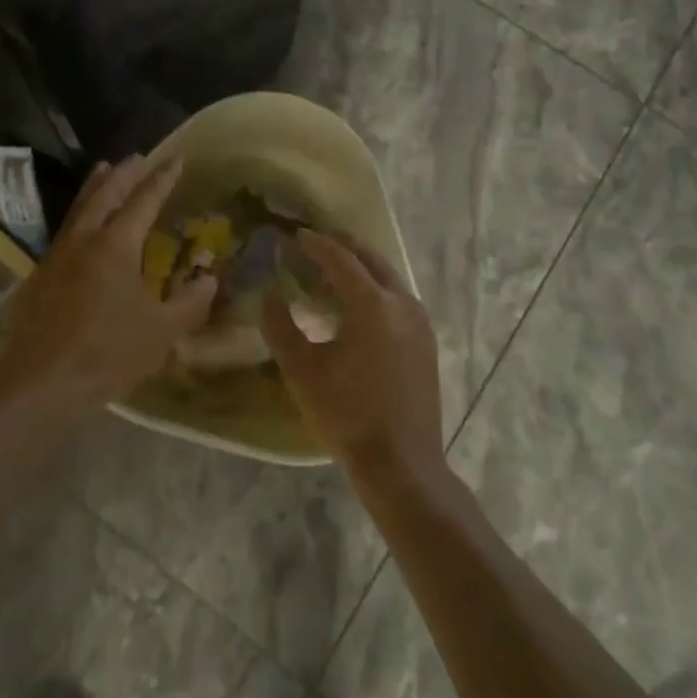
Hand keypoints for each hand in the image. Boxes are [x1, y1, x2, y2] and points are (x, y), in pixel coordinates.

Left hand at [0, 157, 217, 407]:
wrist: (40, 384)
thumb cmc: (107, 354)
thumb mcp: (162, 332)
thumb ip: (190, 302)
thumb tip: (210, 279)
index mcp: (116, 246)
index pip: (143, 201)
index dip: (161, 179)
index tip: (175, 159)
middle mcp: (84, 241)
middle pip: (105, 194)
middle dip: (124, 173)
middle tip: (138, 156)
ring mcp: (57, 257)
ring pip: (79, 209)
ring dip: (95, 187)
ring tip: (104, 169)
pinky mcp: (39, 277)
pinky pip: (65, 232)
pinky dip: (79, 215)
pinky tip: (81, 228)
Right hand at [261, 230, 442, 481]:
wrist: (401, 462)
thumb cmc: (346, 414)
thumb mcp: (301, 370)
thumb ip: (280, 326)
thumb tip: (269, 294)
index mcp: (372, 304)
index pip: (341, 259)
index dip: (316, 244)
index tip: (295, 235)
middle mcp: (402, 303)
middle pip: (371, 260)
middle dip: (343, 246)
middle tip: (317, 241)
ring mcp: (420, 322)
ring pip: (389, 278)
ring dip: (361, 267)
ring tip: (334, 269)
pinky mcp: (427, 341)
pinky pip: (398, 299)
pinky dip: (376, 288)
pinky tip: (359, 305)